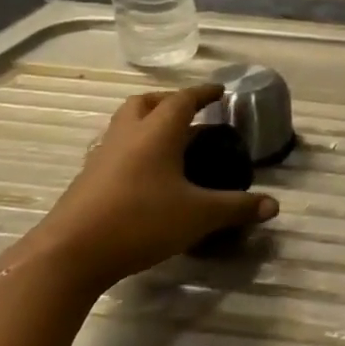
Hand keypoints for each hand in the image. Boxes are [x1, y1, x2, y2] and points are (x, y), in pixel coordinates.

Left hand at [22, 85, 277, 294]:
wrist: (70, 254)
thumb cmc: (140, 221)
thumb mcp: (199, 216)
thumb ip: (237, 207)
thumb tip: (274, 206)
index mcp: (156, 133)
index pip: (182, 100)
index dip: (203, 93)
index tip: (220, 91)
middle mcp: (127, 136)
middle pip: (146, 103)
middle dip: (169, 102)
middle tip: (191, 113)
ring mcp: (102, 157)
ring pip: (126, 125)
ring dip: (149, 124)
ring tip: (172, 143)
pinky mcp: (88, 180)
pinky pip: (116, 150)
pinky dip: (135, 150)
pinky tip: (149, 176)